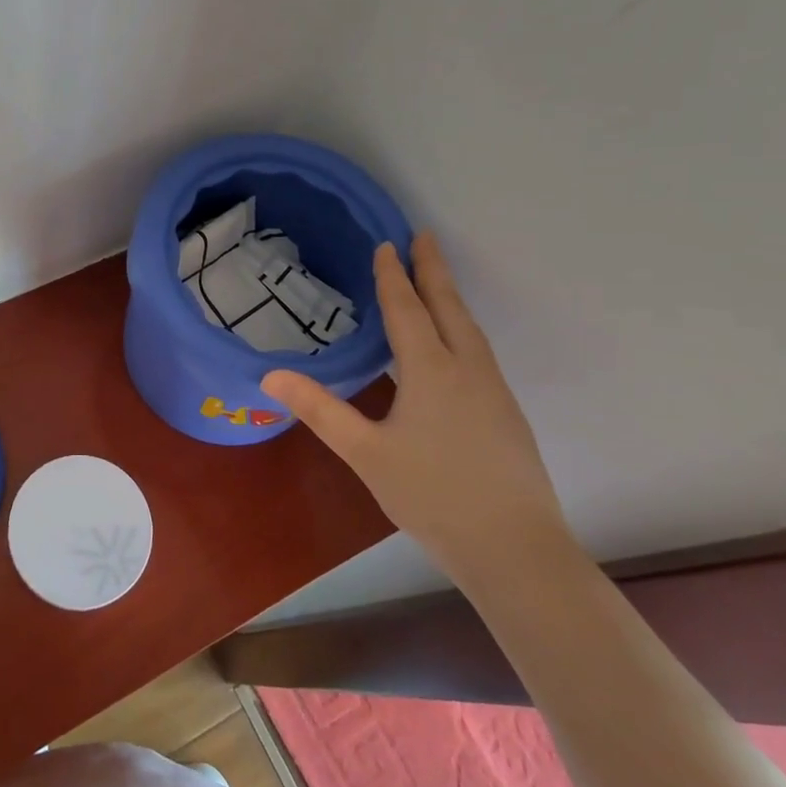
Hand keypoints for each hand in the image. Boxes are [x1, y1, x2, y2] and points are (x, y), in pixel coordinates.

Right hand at [262, 232, 572, 585]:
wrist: (516, 550)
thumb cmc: (432, 496)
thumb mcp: (365, 453)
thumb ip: (320, 410)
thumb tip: (270, 375)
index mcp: (431, 370)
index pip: (407, 309)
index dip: (394, 276)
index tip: (388, 244)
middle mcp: (467, 369)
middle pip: (448, 307)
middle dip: (433, 270)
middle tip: (424, 236)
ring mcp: (494, 391)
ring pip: (469, 329)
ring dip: (450, 298)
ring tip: (437, 281)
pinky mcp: (507, 414)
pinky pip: (479, 352)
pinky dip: (461, 328)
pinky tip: (455, 345)